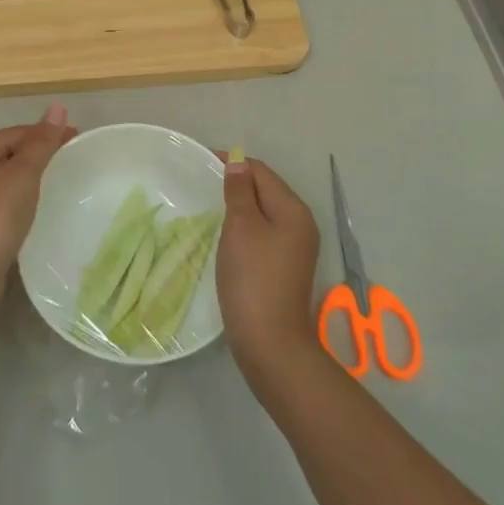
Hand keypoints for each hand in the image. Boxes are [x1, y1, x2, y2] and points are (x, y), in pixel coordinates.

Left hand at [0, 104, 75, 319]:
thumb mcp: (23, 174)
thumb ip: (41, 141)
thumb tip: (56, 106)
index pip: (18, 132)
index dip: (48, 133)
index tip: (77, 138)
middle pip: (9, 150)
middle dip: (39, 152)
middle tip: (71, 158)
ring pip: (3, 174)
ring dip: (28, 174)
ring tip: (56, 179)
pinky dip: (18, 194)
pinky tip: (32, 205)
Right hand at [217, 154, 321, 384]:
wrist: (270, 342)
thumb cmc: (253, 278)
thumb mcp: (241, 227)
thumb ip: (240, 192)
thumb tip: (238, 163)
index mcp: (293, 209)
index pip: (262, 172)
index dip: (233, 163)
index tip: (202, 162)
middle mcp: (301, 224)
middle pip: (266, 190)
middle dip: (237, 183)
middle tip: (202, 184)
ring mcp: (296, 248)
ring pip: (264, 213)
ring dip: (240, 206)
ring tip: (210, 205)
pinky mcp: (285, 267)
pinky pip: (264, 233)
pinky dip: (245, 227)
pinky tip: (226, 235)